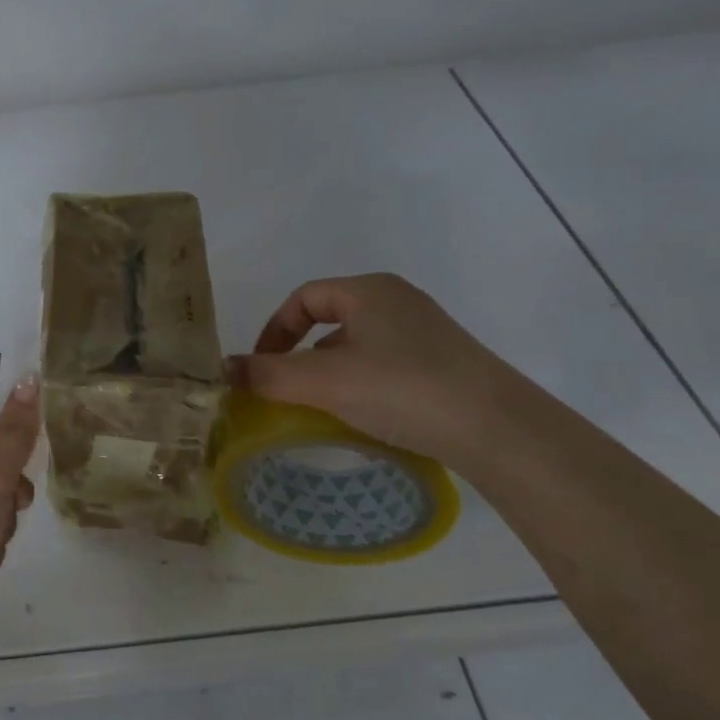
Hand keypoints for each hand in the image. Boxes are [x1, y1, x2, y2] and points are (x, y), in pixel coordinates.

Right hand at [230, 274, 517, 460]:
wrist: (497, 429)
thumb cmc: (402, 389)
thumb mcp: (324, 382)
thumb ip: (268, 375)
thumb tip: (222, 369)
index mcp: (369, 290)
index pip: (304, 297)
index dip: (274, 330)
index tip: (260, 368)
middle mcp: (398, 301)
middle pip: (330, 320)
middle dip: (300, 355)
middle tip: (287, 392)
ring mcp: (425, 332)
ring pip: (357, 346)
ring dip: (330, 373)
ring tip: (322, 409)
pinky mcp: (443, 363)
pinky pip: (384, 365)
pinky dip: (361, 384)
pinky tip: (364, 417)